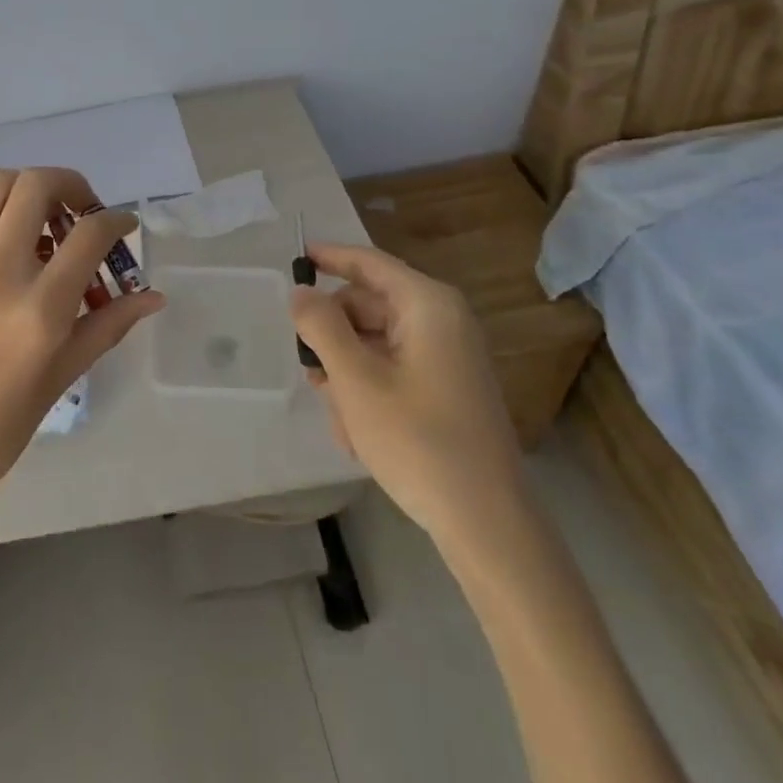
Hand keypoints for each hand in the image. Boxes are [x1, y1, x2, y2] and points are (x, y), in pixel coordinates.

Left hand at [0, 167, 165, 513]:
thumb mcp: (60, 380)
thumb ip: (107, 326)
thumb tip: (152, 297)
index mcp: (40, 308)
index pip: (88, 234)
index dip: (117, 220)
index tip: (126, 227)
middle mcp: (2, 271)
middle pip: (36, 184)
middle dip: (71, 184)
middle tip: (84, 213)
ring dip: (29, 186)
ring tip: (47, 219)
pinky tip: (13, 242)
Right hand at [291, 242, 525, 546]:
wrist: (487, 524)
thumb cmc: (418, 440)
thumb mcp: (355, 379)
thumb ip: (320, 327)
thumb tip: (300, 292)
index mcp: (428, 305)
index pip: (369, 263)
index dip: (329, 257)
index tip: (295, 259)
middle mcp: (442, 321)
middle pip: (368, 306)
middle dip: (334, 336)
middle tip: (309, 371)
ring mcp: (448, 357)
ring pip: (376, 342)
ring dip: (347, 372)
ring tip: (339, 417)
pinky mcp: (448, 388)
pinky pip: (394, 370)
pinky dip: (369, 390)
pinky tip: (358, 432)